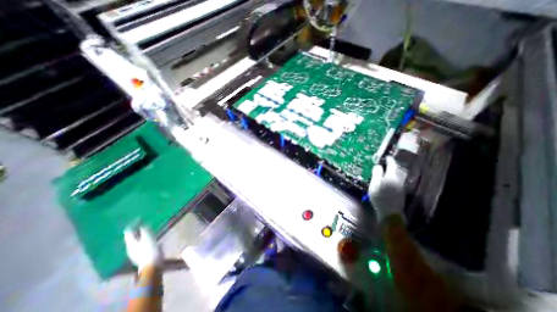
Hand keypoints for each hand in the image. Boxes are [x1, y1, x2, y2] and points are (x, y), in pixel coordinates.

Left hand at [125, 226, 161, 272]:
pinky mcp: (140, 255)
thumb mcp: (148, 238)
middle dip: (136, 229)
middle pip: (131, 236)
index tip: (139, 218)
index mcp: (130, 243)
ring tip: (147, 229)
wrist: (152, 265)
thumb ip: (145, 231)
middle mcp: (130, 247)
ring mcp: (134, 252)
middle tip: (142, 223)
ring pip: (135, 240)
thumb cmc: (150, 250)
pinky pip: (140, 244)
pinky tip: (149, 238)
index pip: (128, 231)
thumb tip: (142, 225)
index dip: (133, 224)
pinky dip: (143, 239)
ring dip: (140, 234)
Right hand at [369, 156, 407, 224]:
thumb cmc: (380, 197)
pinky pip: (395, 182)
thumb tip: (378, 166)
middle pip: (395, 171)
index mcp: (391, 176)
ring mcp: (400, 187)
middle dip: (390, 166)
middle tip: (384, 163)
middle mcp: (398, 180)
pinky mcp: (400, 193)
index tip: (386, 156)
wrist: (390, 213)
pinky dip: (390, 179)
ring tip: (383, 172)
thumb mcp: (374, 184)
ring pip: (395, 176)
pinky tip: (386, 182)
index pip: (392, 165)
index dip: (389, 160)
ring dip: (390, 173)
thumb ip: (376, 174)